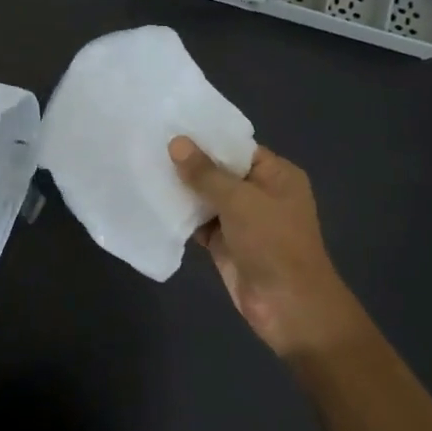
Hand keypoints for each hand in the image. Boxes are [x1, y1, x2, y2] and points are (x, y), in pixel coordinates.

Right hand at [169, 137, 369, 361]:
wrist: (288, 305)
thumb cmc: (273, 242)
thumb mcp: (239, 200)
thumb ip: (205, 173)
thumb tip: (176, 142)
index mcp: (276, 175)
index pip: (237, 147)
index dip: (206, 138)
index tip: (171, 125)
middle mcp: (260, 193)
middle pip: (220, 172)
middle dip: (189, 163)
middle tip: (148, 144)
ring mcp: (243, 221)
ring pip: (207, 198)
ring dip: (182, 190)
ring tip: (143, 167)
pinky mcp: (226, 244)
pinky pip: (200, 223)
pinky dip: (181, 216)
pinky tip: (152, 202)